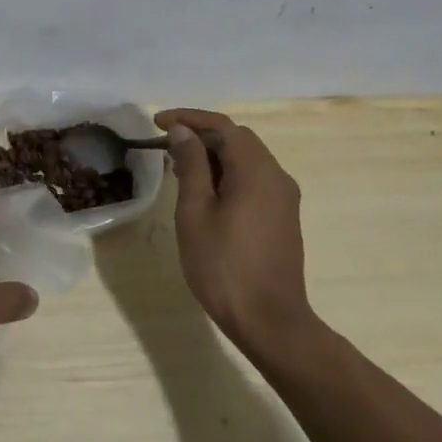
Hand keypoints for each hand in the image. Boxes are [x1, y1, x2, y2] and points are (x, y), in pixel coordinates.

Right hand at [157, 109, 317, 352]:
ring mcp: (284, 197)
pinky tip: (205, 193)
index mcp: (256, 169)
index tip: (157, 123)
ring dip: (214, 155)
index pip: (222, 125)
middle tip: (166, 147)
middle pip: (237, 138)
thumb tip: (183, 132)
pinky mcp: (283, 216)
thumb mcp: (195, 212)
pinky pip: (254, 179)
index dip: (188, 118)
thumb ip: (191, 165)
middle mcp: (276, 175)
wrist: (270, 323)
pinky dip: (228, 173)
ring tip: (179, 169)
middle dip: (200, 135)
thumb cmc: (224, 266)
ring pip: (246, 159)